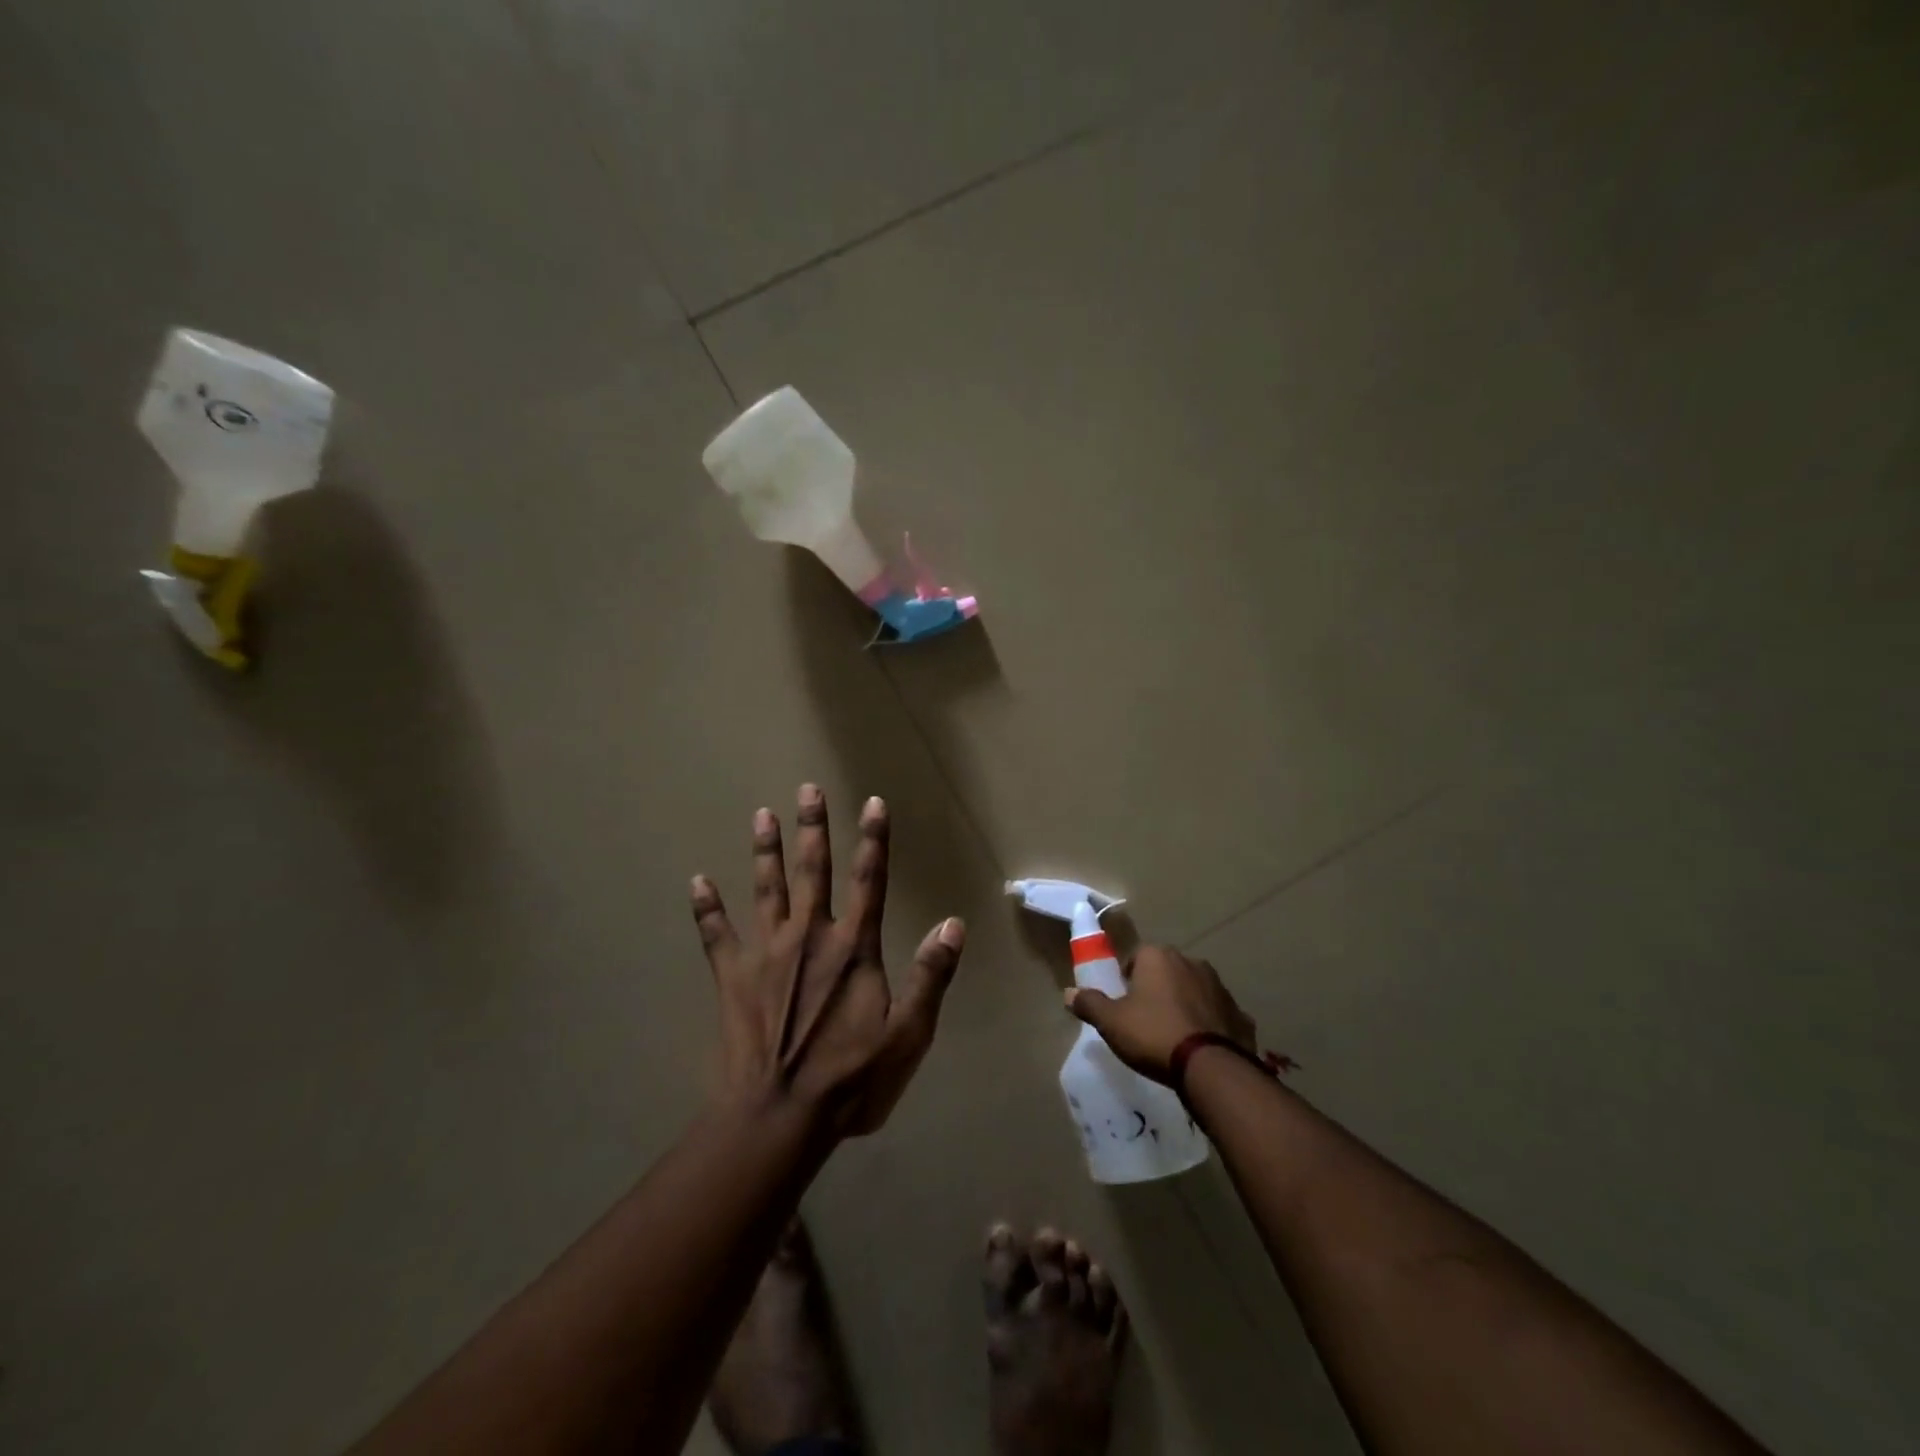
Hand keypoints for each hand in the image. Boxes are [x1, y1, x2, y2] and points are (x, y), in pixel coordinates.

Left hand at [691, 784, 965, 1137]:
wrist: (779, 1118)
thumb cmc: (851, 1079)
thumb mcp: (908, 1034)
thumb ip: (931, 975)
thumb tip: (953, 923)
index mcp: (853, 948)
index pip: (870, 880)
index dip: (874, 839)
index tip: (872, 802)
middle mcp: (810, 936)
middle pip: (813, 871)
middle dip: (812, 828)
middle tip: (806, 789)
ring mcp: (766, 954)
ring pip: (766, 889)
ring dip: (765, 851)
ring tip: (761, 815)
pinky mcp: (732, 977)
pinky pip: (716, 934)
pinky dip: (706, 908)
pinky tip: (696, 881)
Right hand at [1065, 946, 1256, 1084]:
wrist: (1211, 1067)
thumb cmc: (1153, 1034)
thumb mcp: (1111, 1022)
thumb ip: (1090, 1004)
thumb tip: (1068, 993)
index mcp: (1158, 957)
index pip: (1136, 958)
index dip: (1128, 981)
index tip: (1125, 1005)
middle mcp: (1191, 961)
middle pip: (1166, 971)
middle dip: (1157, 990)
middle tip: (1147, 1021)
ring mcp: (1220, 986)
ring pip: (1194, 990)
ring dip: (1185, 1005)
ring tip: (1175, 1036)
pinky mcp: (1240, 1013)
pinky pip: (1218, 1014)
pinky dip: (1210, 1025)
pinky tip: (1202, 1048)